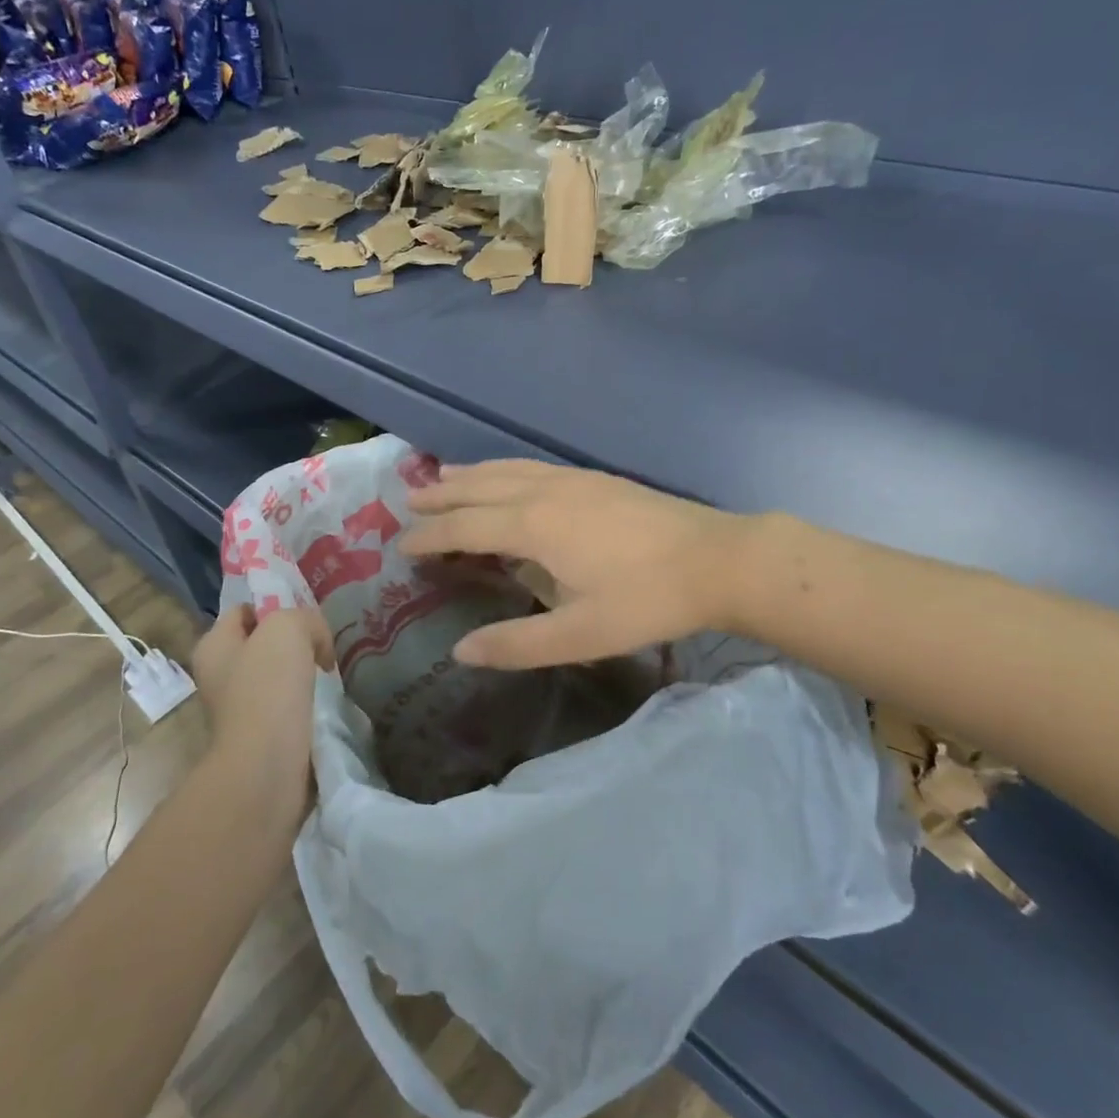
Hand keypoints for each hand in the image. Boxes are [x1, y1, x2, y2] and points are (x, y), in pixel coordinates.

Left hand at [189, 604, 333, 818]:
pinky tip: (319, 703)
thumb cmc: (268, 688)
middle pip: (262, 643)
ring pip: (275, 675)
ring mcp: (236, 709)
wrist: (266, 765)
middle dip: (292, 642)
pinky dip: (303, 702)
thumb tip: (315, 644)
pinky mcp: (258, 736)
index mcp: (213, 646)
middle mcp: (217, 675)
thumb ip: (305, 619)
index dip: (275, 607)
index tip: (306, 620)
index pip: (245, 610)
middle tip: (320, 647)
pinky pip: (284, 705)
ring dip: (300, 673)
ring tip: (323, 675)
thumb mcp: (288, 628)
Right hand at [404, 460, 744, 668]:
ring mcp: (572, 479)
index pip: (466, 526)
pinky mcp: (594, 478)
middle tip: (408, 501)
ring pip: (506, 469)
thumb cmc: (646, 600)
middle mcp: (544, 492)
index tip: (401, 545)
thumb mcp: (580, 635)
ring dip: (470, 474)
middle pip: (479, 487)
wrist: (717, 560)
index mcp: (534, 526)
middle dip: (441, 496)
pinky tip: (507, 475)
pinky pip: (531, 466)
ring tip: (442, 477)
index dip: (431, 536)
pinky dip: (503, 468)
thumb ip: (518, 643)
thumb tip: (460, 651)